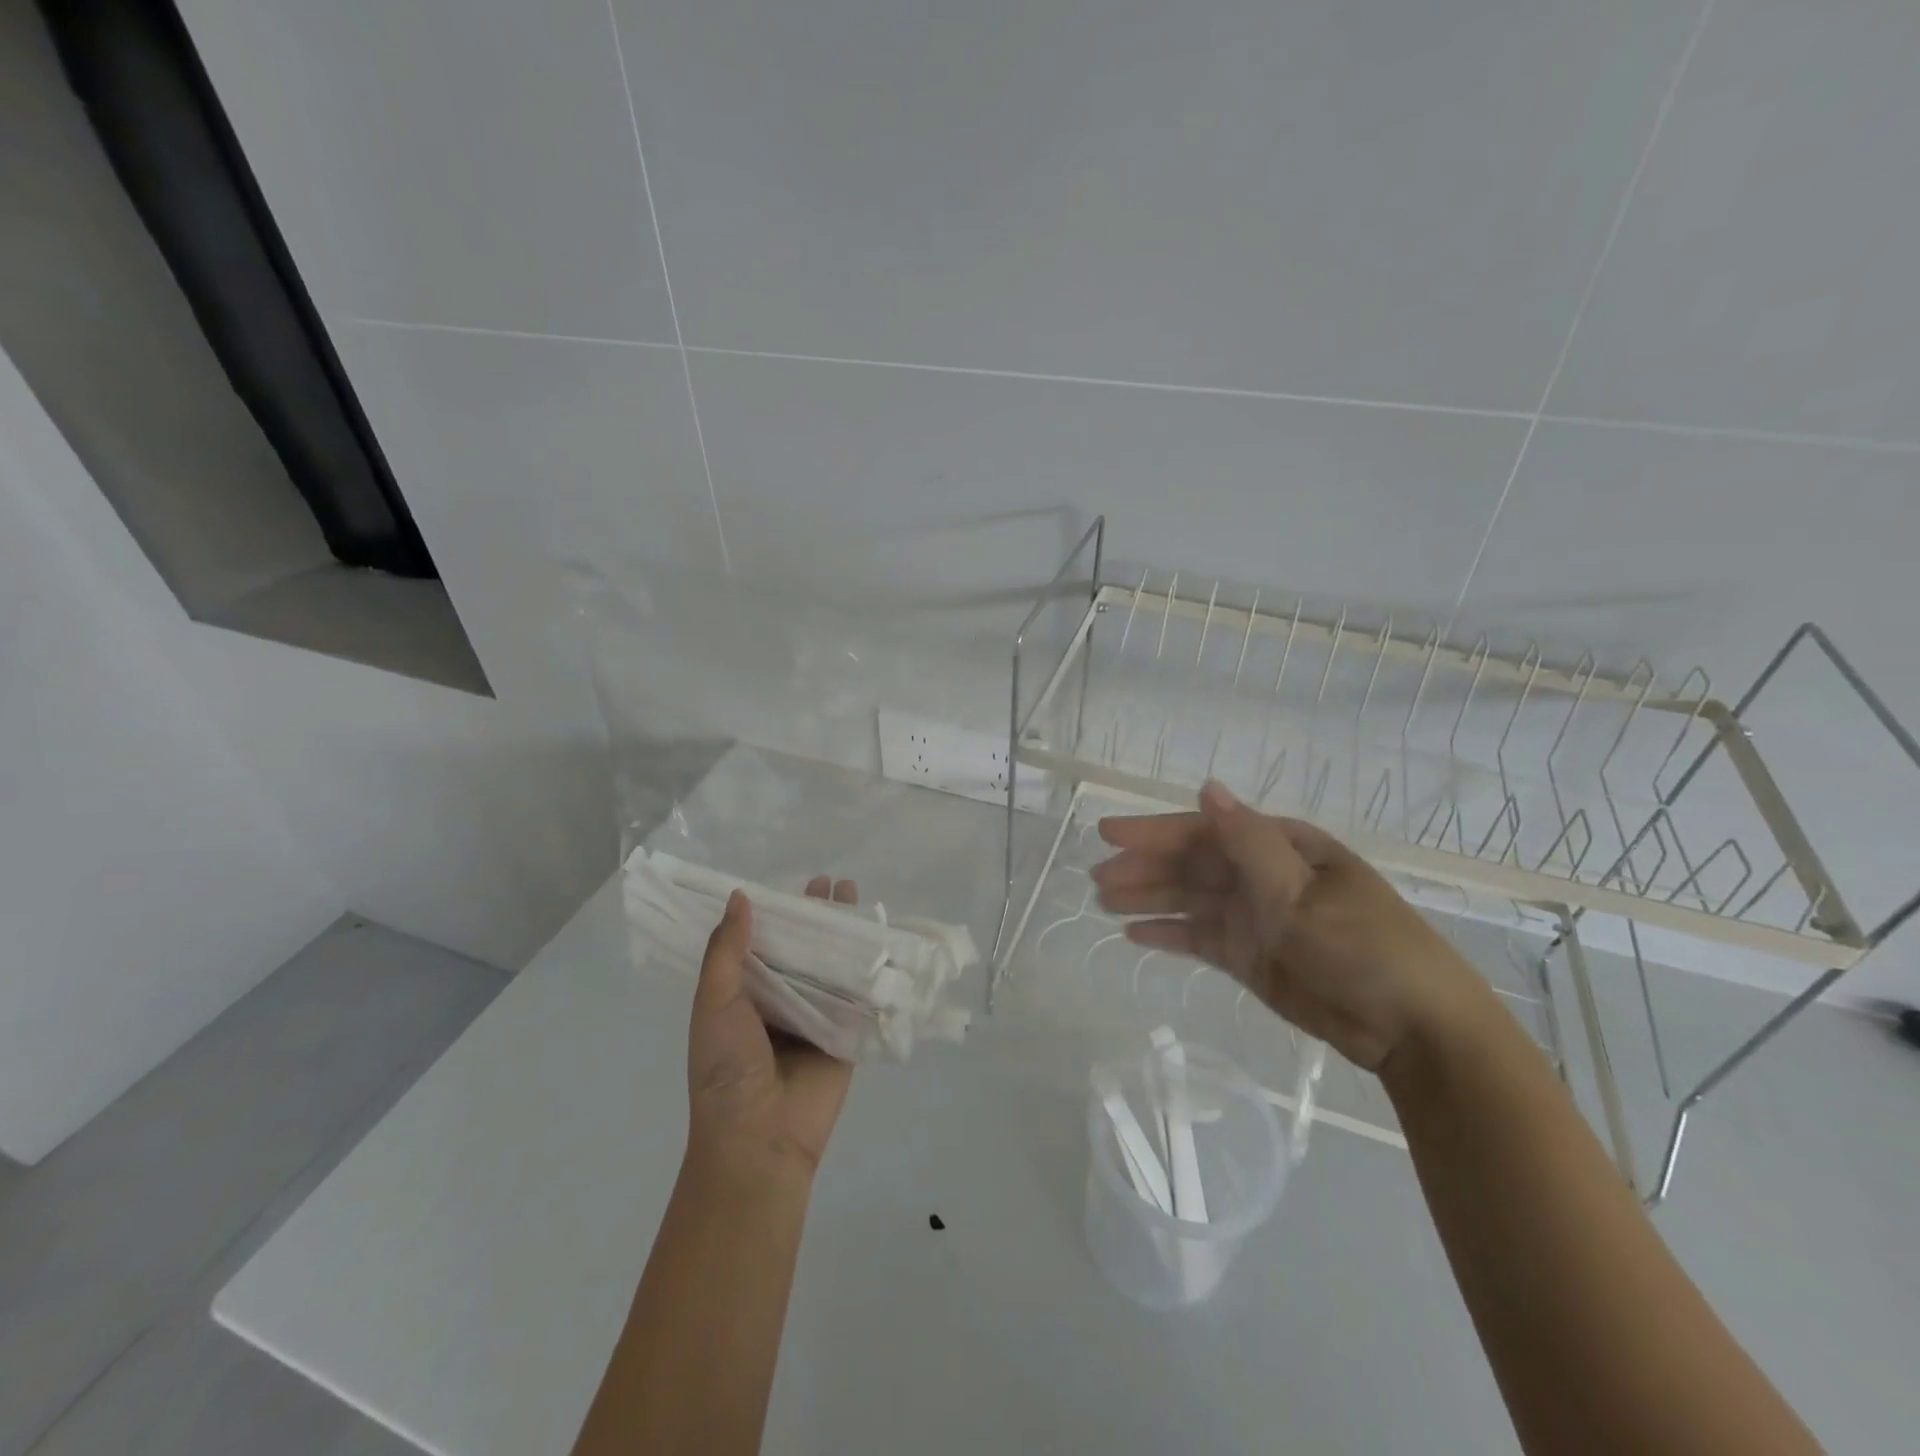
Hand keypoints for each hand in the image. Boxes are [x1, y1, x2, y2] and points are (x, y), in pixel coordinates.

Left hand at [686, 877, 857, 1177]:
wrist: (761, 1136)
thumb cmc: (726, 1067)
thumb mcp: (714, 1003)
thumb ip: (726, 951)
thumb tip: (740, 896)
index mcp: (745, 993)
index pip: (763, 941)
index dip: (778, 910)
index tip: (793, 881)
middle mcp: (782, 999)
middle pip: (803, 948)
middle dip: (817, 915)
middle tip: (833, 882)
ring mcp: (817, 1015)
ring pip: (833, 964)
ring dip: (845, 933)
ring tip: (856, 896)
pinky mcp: (847, 1031)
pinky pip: (859, 993)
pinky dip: (871, 966)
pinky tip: (884, 937)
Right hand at [1093, 781, 1484, 1070]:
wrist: (1410, 1027)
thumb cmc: (1361, 945)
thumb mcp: (1301, 890)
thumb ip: (1247, 841)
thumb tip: (1208, 786)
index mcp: (1279, 847)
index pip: (1205, 831)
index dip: (1154, 832)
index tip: (1108, 835)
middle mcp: (1262, 875)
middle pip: (1191, 866)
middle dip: (1143, 869)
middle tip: (1095, 878)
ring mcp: (1255, 917)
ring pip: (1189, 901)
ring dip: (1147, 898)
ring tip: (1103, 902)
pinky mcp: (1250, 956)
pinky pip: (1200, 938)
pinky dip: (1169, 935)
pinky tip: (1134, 935)